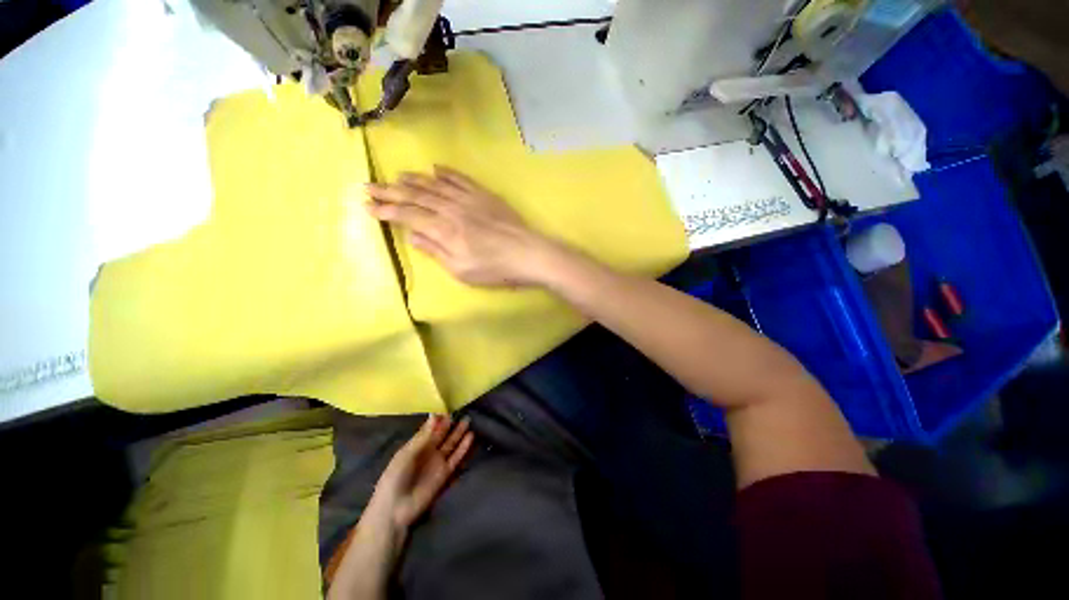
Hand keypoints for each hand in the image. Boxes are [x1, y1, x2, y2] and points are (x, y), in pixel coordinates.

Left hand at [363, 415, 473, 543]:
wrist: (396, 509)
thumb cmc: (395, 478)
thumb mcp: (406, 454)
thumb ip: (423, 437)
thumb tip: (435, 416)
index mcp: (416, 445)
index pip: (430, 428)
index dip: (439, 419)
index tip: (449, 406)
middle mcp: (428, 451)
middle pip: (442, 434)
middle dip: (451, 424)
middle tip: (462, 410)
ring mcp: (438, 462)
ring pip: (451, 444)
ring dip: (459, 433)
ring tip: (468, 420)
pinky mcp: (446, 473)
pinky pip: (456, 458)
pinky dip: (463, 448)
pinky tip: (471, 437)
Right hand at [365, 166, 559, 286]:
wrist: (528, 254)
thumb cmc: (495, 269)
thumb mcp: (462, 271)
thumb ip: (436, 251)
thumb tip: (412, 237)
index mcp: (444, 230)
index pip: (407, 216)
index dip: (386, 210)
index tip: (368, 206)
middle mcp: (452, 209)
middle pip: (415, 196)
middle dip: (390, 191)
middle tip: (370, 185)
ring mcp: (469, 199)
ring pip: (435, 185)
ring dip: (414, 180)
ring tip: (396, 176)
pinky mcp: (484, 195)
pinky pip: (461, 179)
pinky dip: (446, 173)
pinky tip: (435, 168)